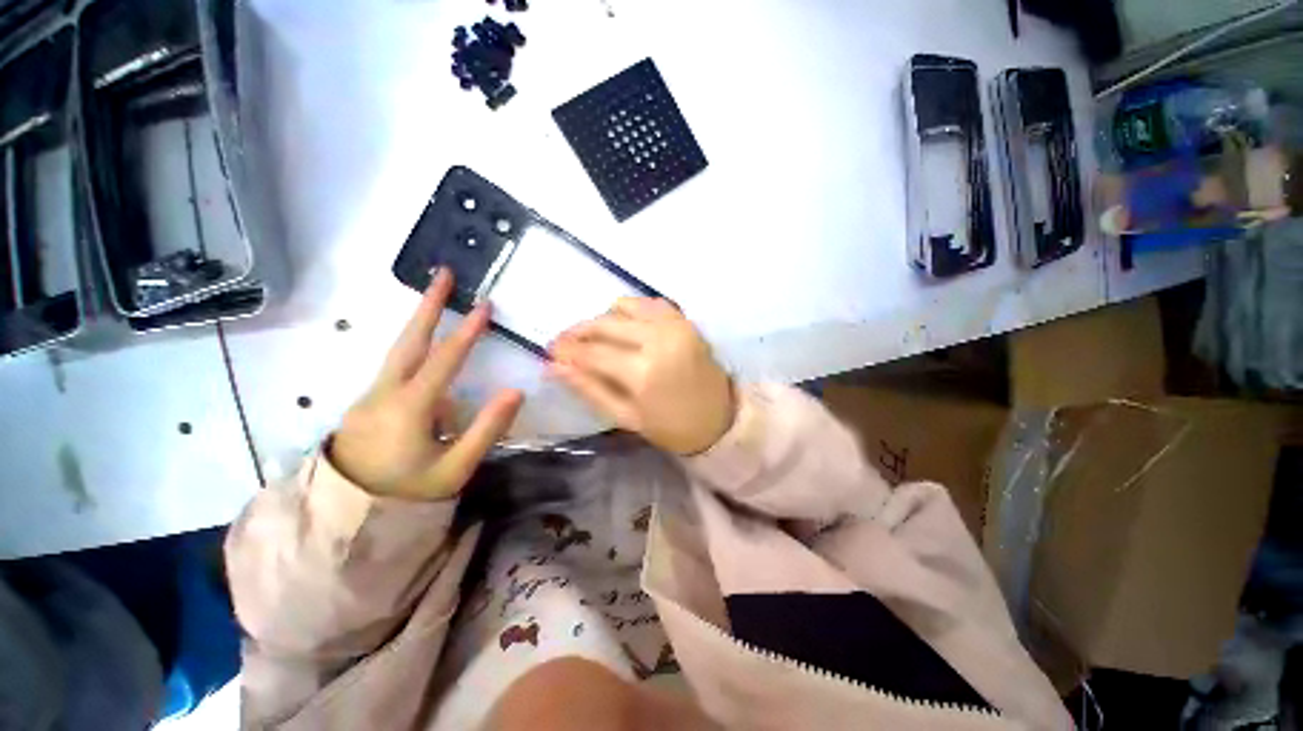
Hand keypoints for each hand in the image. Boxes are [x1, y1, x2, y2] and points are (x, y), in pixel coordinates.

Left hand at [331, 270, 523, 500]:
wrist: (348, 511)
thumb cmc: (407, 492)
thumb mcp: (455, 467)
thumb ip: (487, 429)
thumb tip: (516, 391)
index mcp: (409, 408)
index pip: (443, 361)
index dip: (467, 332)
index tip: (485, 306)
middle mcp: (385, 392)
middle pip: (409, 340)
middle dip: (428, 305)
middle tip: (443, 273)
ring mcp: (372, 394)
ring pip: (399, 349)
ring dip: (420, 320)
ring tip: (437, 295)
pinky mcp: (370, 400)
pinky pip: (397, 366)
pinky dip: (415, 346)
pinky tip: (430, 348)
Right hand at [548, 298, 733, 455]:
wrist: (720, 419)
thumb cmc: (671, 427)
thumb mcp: (625, 416)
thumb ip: (589, 389)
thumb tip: (553, 366)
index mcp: (643, 372)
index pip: (592, 352)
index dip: (566, 350)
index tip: (550, 351)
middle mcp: (658, 340)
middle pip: (605, 323)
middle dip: (578, 331)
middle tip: (565, 342)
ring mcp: (674, 325)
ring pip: (624, 306)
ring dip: (603, 319)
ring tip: (596, 337)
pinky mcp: (685, 320)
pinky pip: (649, 302)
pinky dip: (630, 310)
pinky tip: (624, 326)